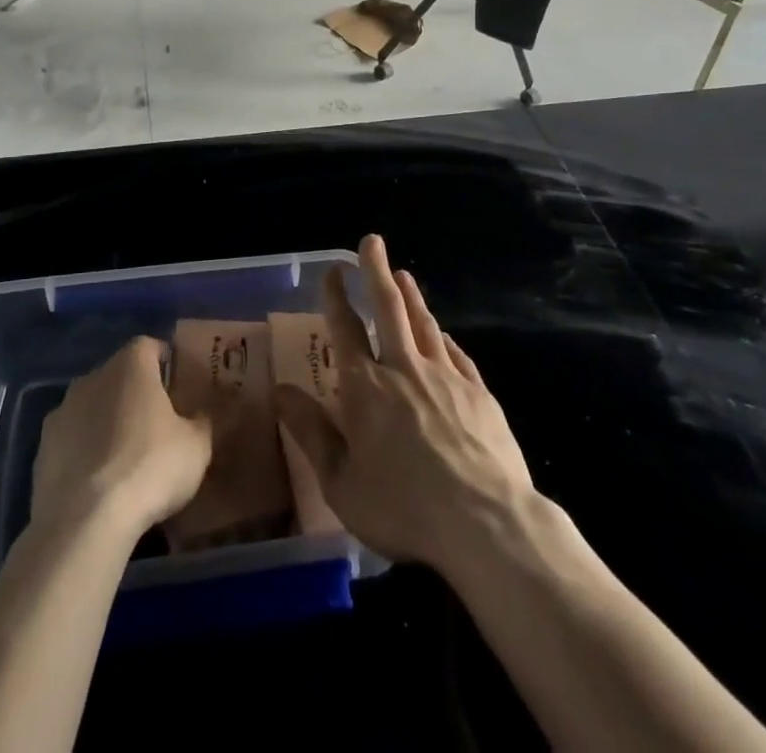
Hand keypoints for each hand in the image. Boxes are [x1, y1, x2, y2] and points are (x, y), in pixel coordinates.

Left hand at [32, 337, 212, 536]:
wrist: (85, 522)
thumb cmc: (149, 468)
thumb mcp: (197, 447)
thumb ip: (201, 422)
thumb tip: (199, 415)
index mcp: (131, 365)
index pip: (150, 346)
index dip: (164, 362)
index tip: (177, 385)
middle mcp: (93, 377)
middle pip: (119, 375)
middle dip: (135, 393)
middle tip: (156, 423)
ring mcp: (62, 411)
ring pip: (92, 406)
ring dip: (107, 421)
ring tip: (125, 456)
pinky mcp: (42, 449)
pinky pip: (72, 440)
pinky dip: (84, 451)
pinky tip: (98, 482)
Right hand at [273, 235, 535, 571]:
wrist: (485, 523)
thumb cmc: (404, 508)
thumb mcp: (342, 483)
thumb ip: (311, 433)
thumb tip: (280, 392)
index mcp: (366, 388)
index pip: (346, 330)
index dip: (336, 297)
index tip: (333, 270)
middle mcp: (404, 369)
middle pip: (389, 308)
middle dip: (376, 272)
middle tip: (372, 241)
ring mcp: (446, 377)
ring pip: (424, 323)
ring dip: (411, 295)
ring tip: (403, 274)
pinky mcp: (478, 393)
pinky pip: (456, 353)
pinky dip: (443, 337)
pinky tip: (441, 332)